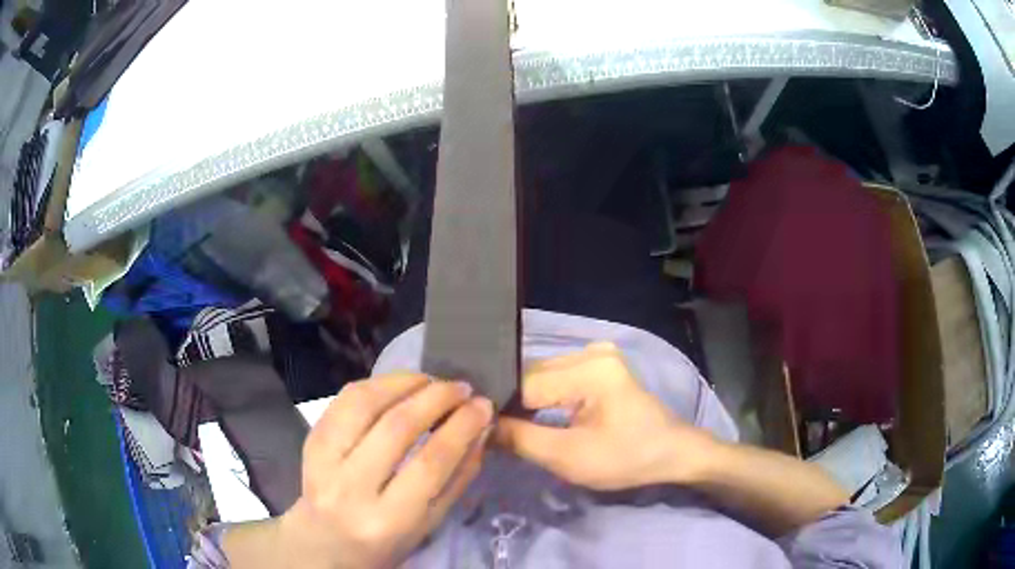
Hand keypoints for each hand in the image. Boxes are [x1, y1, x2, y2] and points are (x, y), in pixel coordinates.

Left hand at [279, 374, 493, 568]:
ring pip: (365, 404)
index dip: (461, 427)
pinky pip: (344, 400)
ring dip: (405, 383)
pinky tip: (399, 384)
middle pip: (397, 427)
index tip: (484, 405)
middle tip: (463, 388)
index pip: (430, 463)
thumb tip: (481, 428)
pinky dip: (377, 384)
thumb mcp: (429, 524)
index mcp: (388, 519)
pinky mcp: (311, 440)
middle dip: (437, 398)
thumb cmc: (385, 542)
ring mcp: (323, 461)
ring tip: (432, 380)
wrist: (324, 543)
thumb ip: (458, 478)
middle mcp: (350, 488)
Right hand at [494, 342, 716, 489]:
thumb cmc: (626, 458)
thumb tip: (480, 426)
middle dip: (513, 404)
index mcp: (590, 369)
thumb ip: (521, 440)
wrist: (671, 454)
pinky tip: (533, 415)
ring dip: (526, 402)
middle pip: (532, 376)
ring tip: (509, 426)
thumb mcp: (570, 457)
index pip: (525, 385)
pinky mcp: (599, 365)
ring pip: (541, 377)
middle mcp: (590, 351)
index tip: (483, 432)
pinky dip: (543, 398)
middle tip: (494, 432)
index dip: (501, 410)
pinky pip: (557, 378)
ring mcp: (596, 355)